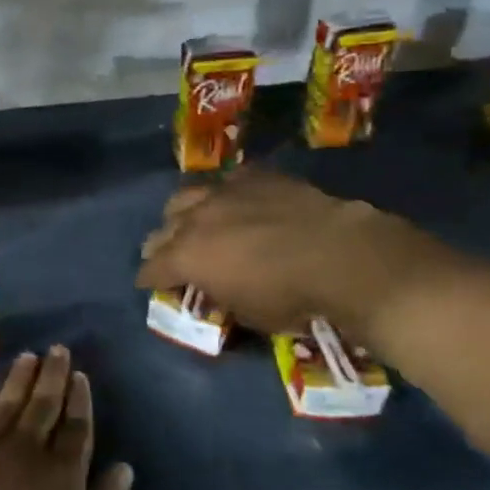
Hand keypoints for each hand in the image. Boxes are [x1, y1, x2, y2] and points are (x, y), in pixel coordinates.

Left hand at [0, 346, 133, 489]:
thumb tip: (124, 468)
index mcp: (61, 475)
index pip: (75, 425)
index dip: (79, 398)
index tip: (81, 376)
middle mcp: (26, 450)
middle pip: (43, 403)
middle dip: (53, 374)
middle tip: (58, 349)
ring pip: (8, 402)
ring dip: (20, 377)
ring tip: (29, 357)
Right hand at [135, 169, 454, 338]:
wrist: (342, 256)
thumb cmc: (292, 297)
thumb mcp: (248, 313)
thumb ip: (220, 296)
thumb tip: (214, 288)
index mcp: (187, 256)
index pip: (152, 268)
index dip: (148, 279)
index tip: (148, 285)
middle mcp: (197, 218)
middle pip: (163, 228)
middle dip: (160, 245)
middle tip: (167, 257)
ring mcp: (226, 192)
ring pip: (187, 196)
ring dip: (183, 213)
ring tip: (192, 222)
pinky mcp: (257, 177)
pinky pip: (228, 181)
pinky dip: (225, 194)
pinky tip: (235, 202)